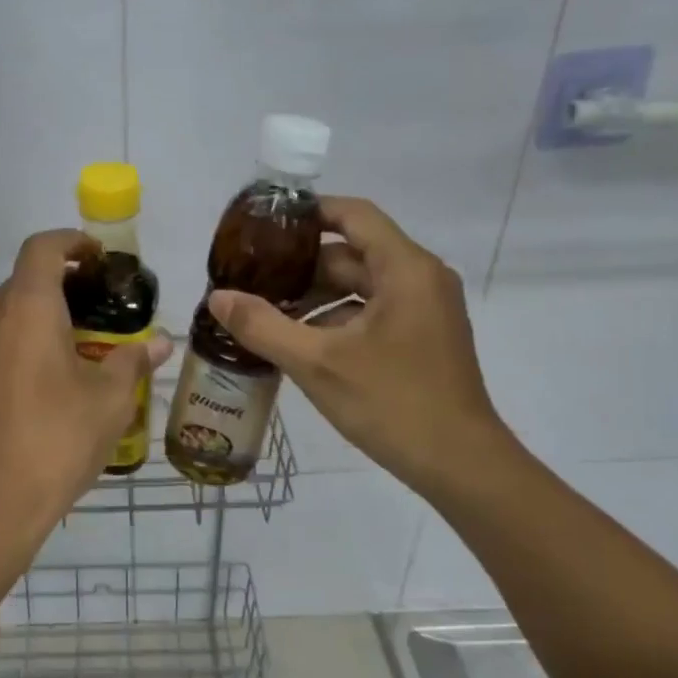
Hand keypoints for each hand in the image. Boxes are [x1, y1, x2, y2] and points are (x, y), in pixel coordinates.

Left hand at [0, 229, 171, 534]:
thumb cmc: (55, 441)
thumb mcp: (109, 401)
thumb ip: (132, 362)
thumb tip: (160, 343)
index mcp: (26, 307)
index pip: (43, 247)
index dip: (71, 242)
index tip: (96, 256)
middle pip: (23, 284)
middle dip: (60, 291)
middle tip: (96, 317)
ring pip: (3, 319)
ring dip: (35, 324)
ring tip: (70, 356)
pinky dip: (14, 352)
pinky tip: (36, 390)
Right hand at [206, 197, 511, 496]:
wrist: (460, 464)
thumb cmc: (392, 403)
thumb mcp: (317, 364)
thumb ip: (263, 326)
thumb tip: (217, 298)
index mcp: (405, 269)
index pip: (353, 215)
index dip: (308, 213)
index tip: (263, 226)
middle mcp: (420, 278)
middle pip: (353, 252)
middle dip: (301, 265)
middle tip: (251, 277)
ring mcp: (425, 309)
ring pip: (361, 286)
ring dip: (315, 296)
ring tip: (265, 312)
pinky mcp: (423, 337)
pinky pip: (373, 311)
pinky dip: (336, 318)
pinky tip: (298, 341)